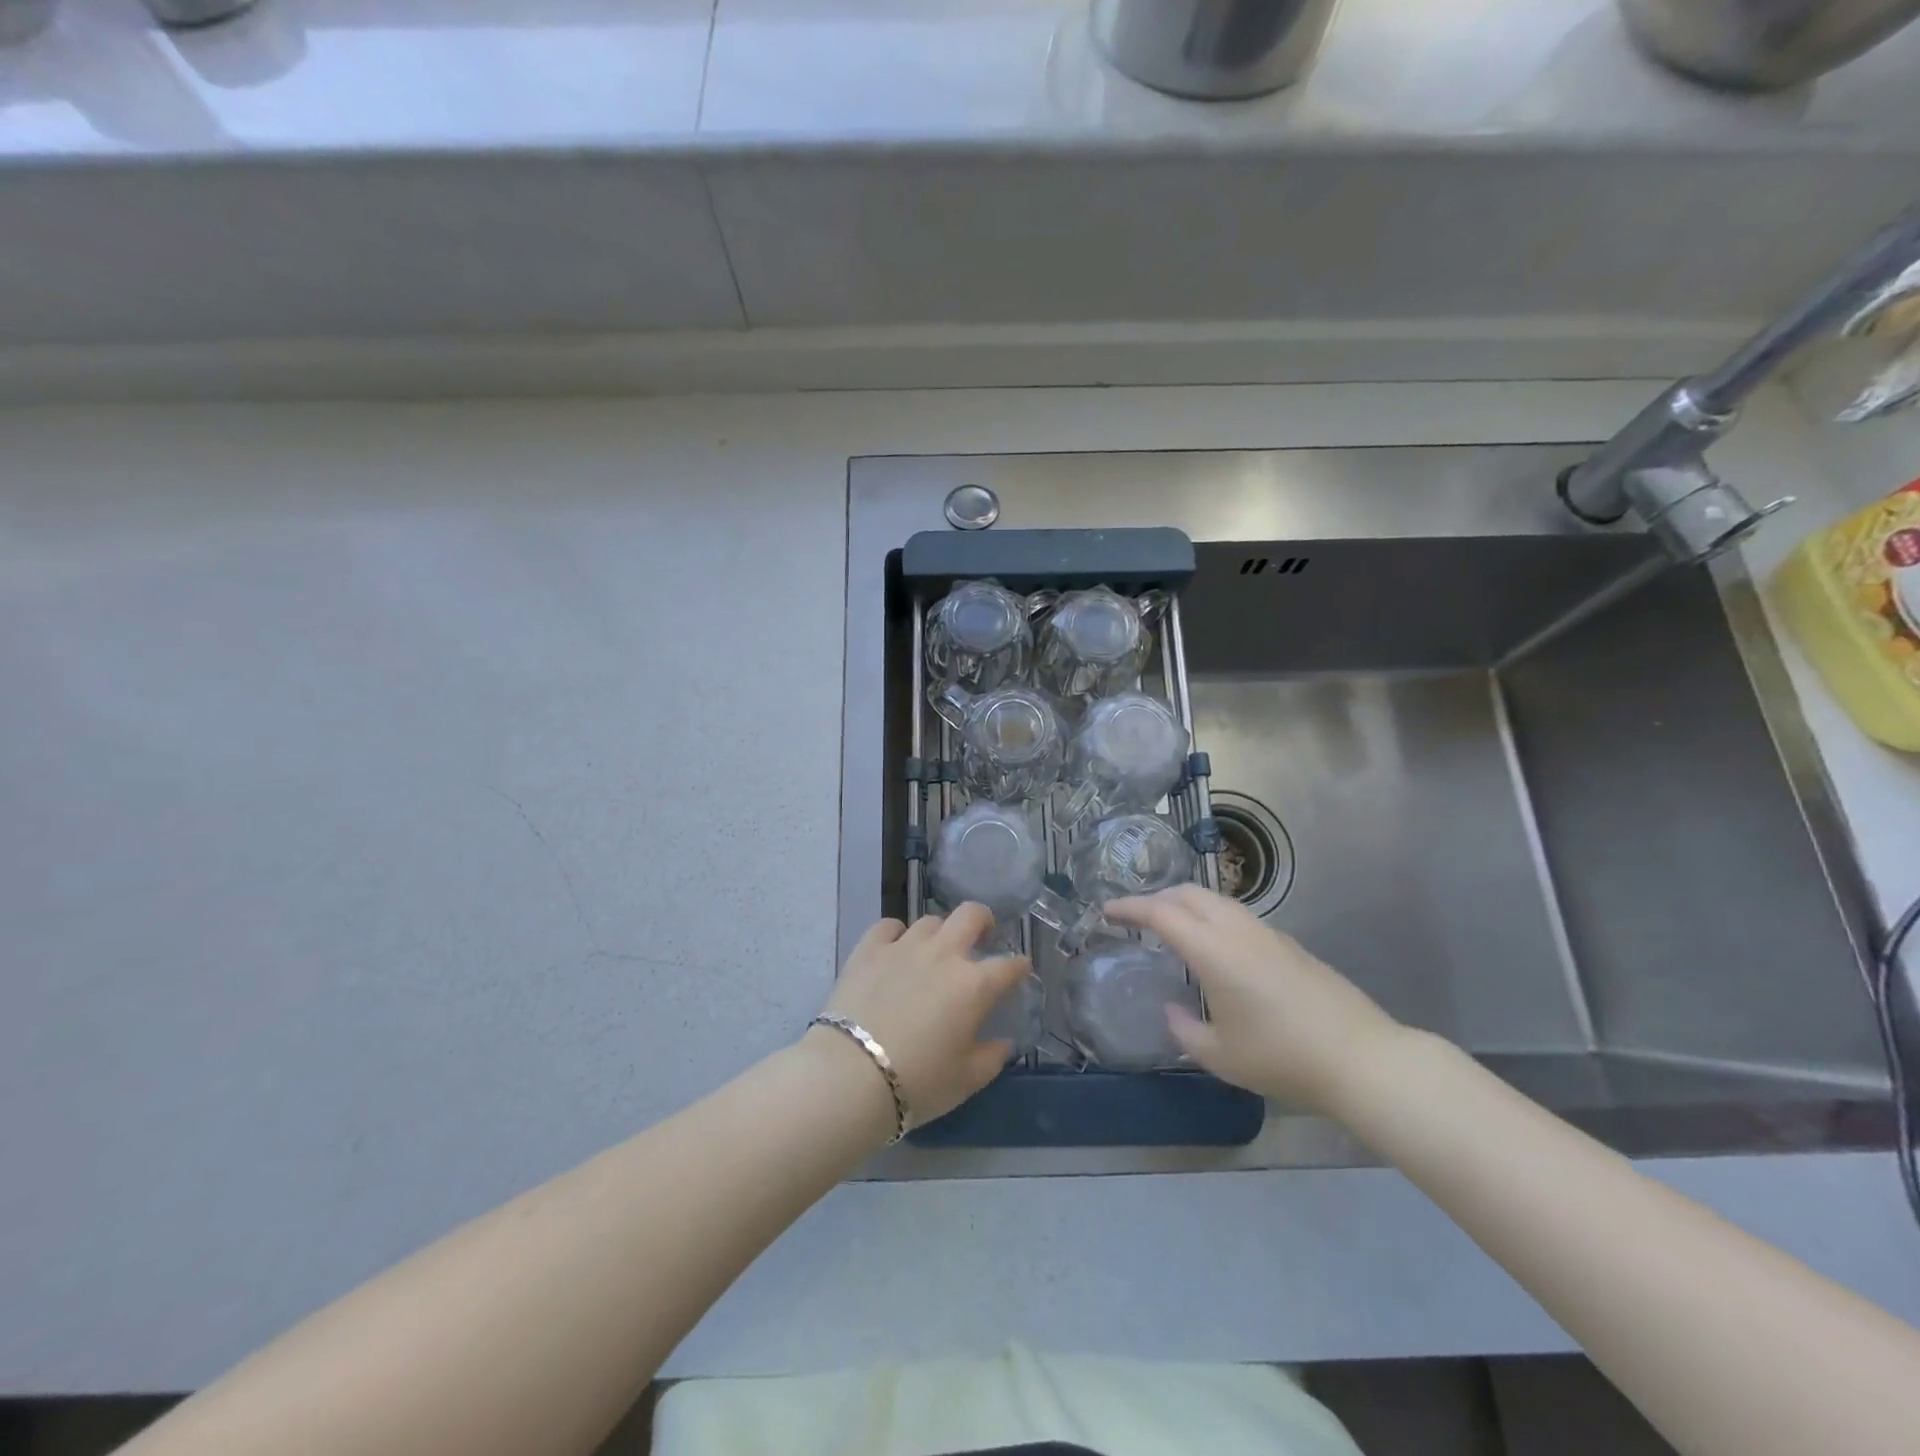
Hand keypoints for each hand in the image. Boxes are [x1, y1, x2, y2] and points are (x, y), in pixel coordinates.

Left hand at [820, 905, 1030, 1128]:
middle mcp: (943, 955)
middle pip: (971, 915)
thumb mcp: (966, 1080)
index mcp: (974, 985)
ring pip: (930, 921)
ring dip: (939, 934)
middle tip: (981, 939)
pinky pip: (888, 926)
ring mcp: (904, 947)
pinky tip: (895, 949)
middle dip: (984, 922)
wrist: (851, 1075)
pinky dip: (896, 934)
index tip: (1020, 970)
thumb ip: (992, 1057)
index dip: (1019, 966)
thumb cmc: (918, 1082)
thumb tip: (1003, 1042)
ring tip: (934, 953)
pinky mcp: (868, 950)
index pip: (1009, 965)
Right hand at [1105, 885, 1400, 1113]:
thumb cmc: (1283, 1058)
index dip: (1130, 908)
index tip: (1106, 910)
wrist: (1361, 1058)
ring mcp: (1268, 934)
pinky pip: (1238, 916)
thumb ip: (1185, 1030)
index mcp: (1214, 951)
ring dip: (1187, 904)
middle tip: (1136, 917)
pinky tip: (1214, 948)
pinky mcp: (1289, 945)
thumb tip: (1172, 1010)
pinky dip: (1212, 918)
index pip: (1162, 914)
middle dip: (1157, 897)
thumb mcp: (1221, 1056)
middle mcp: (1238, 930)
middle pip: (1190, 893)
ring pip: (1217, 901)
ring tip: (1171, 928)